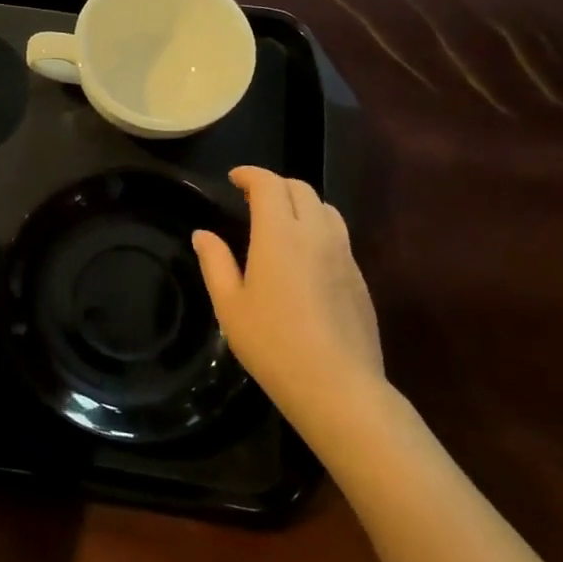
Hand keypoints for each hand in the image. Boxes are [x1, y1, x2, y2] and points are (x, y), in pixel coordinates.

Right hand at [193, 166, 384, 446]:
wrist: (338, 386)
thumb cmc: (272, 344)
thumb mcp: (229, 305)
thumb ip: (215, 262)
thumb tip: (203, 234)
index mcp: (279, 234)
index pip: (269, 184)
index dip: (250, 175)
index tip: (234, 179)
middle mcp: (316, 234)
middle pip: (301, 188)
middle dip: (274, 185)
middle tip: (252, 199)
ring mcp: (343, 255)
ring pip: (325, 208)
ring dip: (300, 203)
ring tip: (280, 222)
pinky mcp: (359, 277)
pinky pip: (338, 235)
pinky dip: (317, 227)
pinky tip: (304, 256)